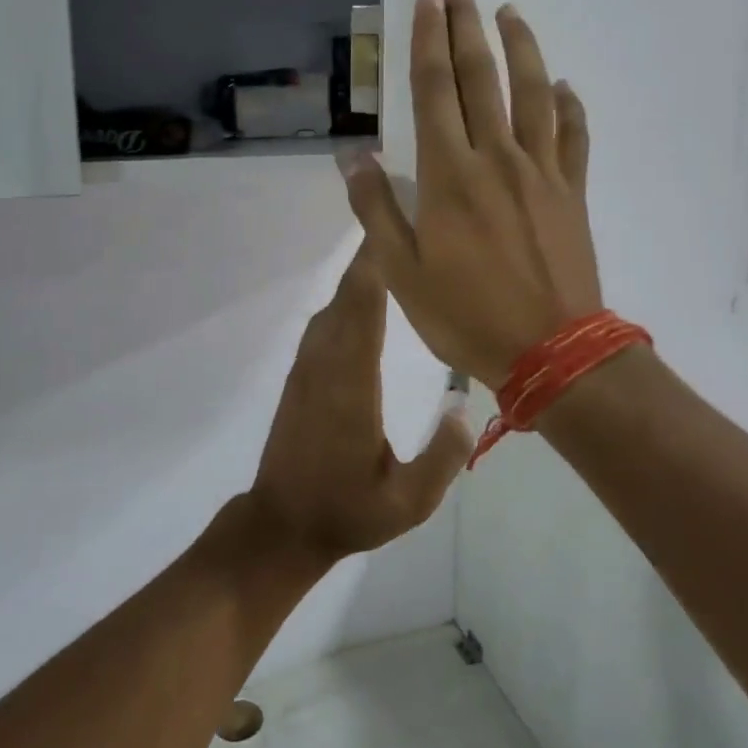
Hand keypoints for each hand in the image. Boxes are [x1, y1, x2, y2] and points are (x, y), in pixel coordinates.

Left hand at [248, 246, 474, 561]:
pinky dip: (346, 299)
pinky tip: (366, 296)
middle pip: (347, 297)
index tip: (395, 229)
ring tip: (393, 250)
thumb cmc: (346, 513)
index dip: (377, 268)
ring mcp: (307, 369)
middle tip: (403, 221)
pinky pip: (325, 324)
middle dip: (372, 258)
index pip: (364, 311)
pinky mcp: (300, 377)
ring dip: (358, 275)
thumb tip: (466, 410)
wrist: (281, 526)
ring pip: (333, 307)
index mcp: (350, 386)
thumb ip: (443, 457)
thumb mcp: (407, 503)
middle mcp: (324, 365)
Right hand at [342, 0, 601, 389]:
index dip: (428, 42)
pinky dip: (570, 106)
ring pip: (533, 93)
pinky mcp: (572, 192)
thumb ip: (377, 210)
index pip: (435, 92)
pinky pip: (574, 136)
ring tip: (509, 12)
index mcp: (450, 177)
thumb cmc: (467, 317)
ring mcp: (542, 172)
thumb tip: (353, 158)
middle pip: (481, 78)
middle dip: (466, 26)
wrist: (552, 352)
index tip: (426, 1)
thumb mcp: (402, 273)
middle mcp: (497, 158)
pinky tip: (564, 86)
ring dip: (521, 47)